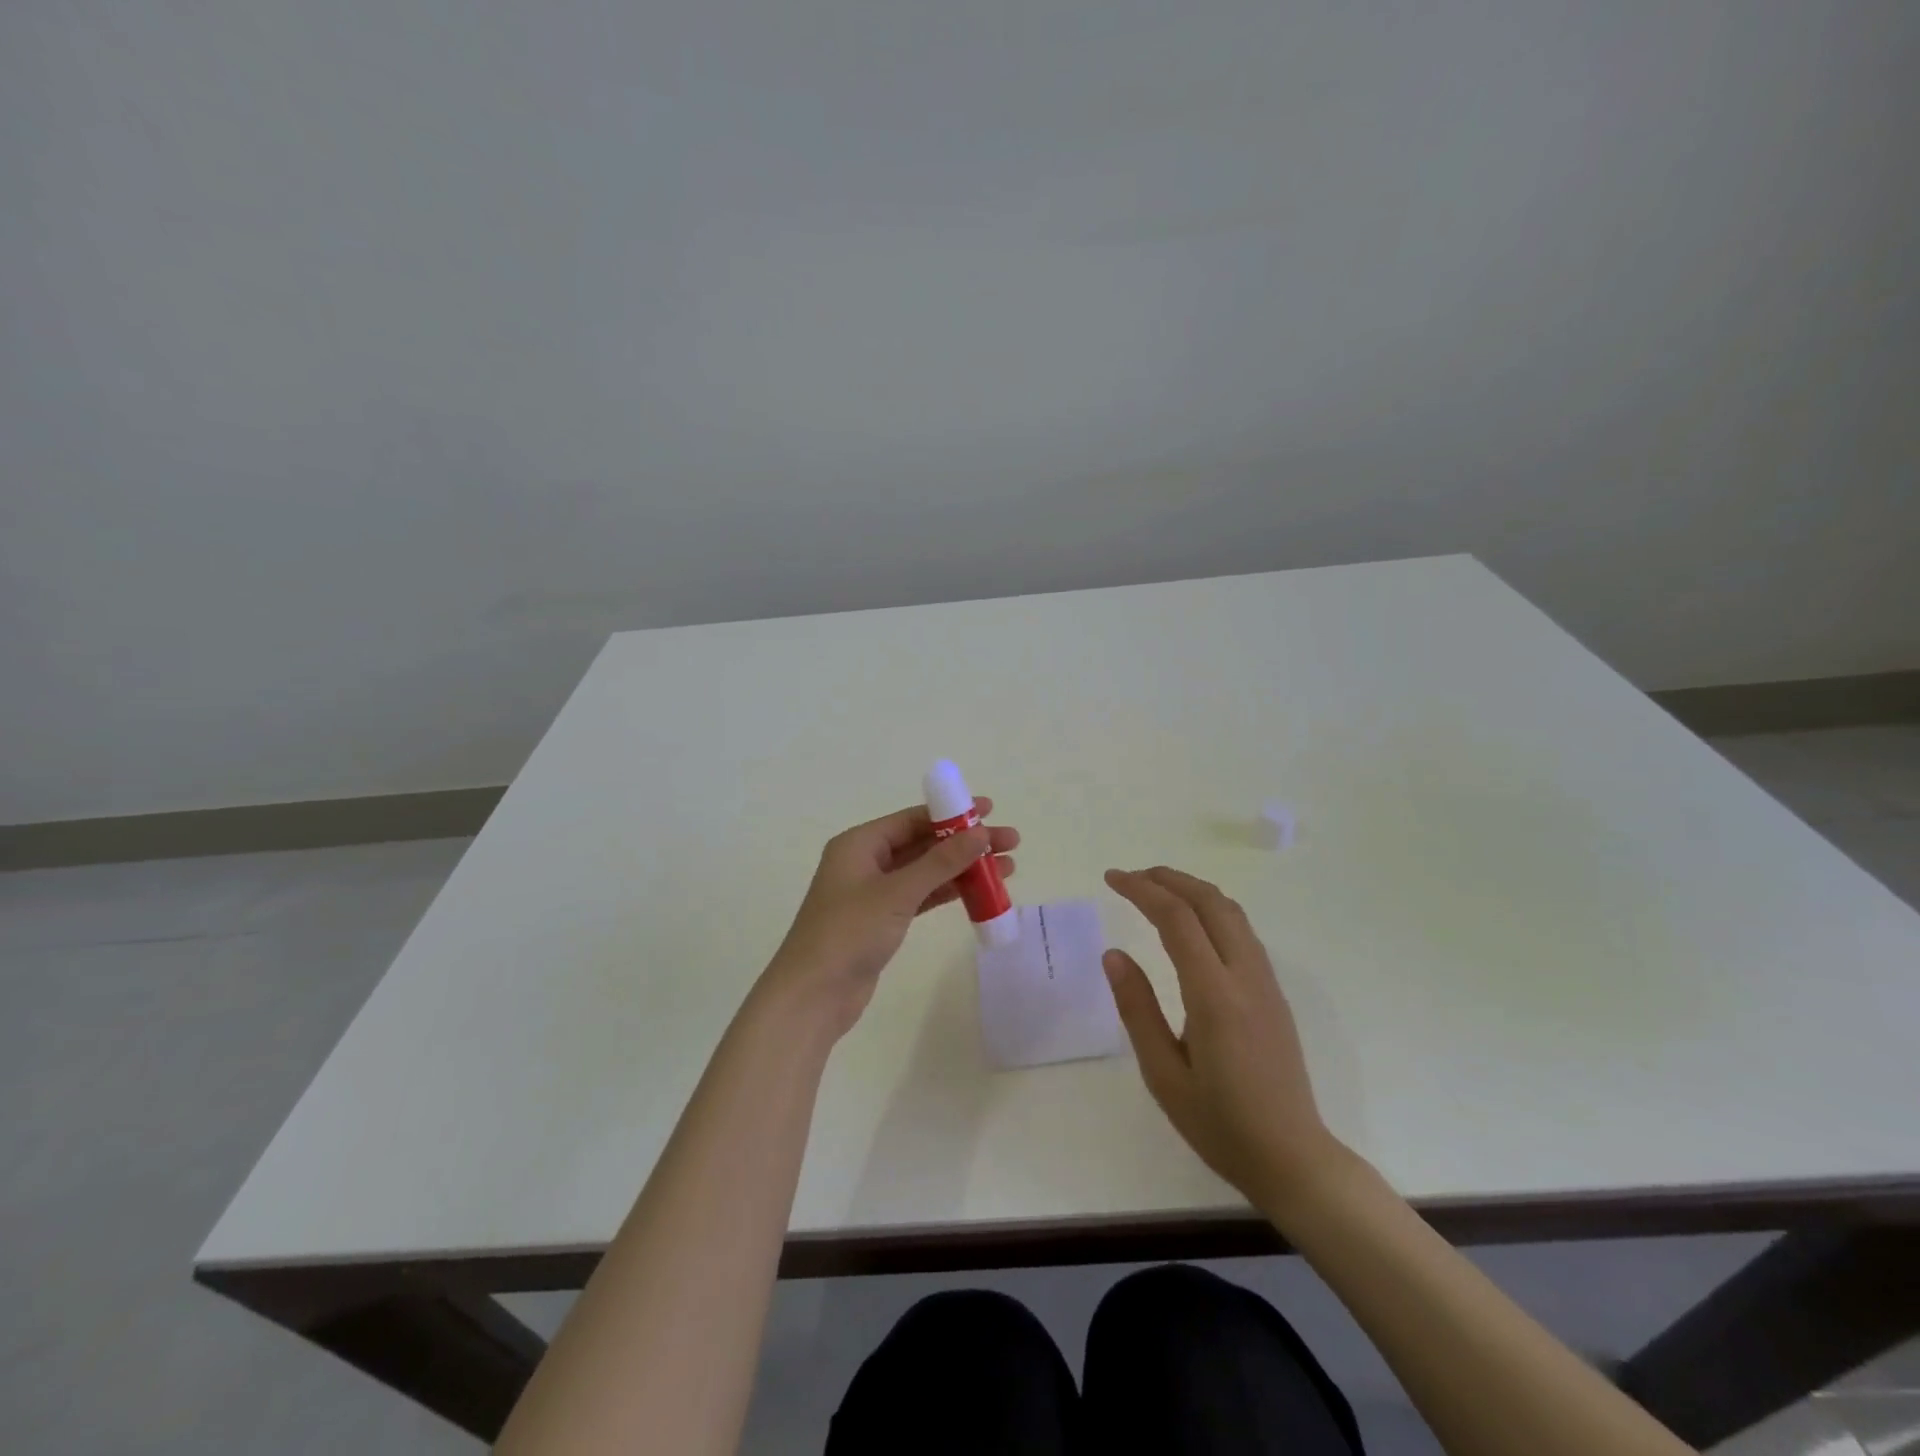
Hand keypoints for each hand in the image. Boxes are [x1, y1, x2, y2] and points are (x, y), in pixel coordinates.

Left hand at [762, 800, 1019, 1036]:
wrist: (813, 995)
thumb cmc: (849, 933)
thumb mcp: (897, 893)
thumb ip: (940, 862)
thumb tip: (980, 833)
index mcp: (859, 844)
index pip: (913, 819)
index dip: (953, 813)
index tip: (990, 811)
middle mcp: (866, 861)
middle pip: (923, 843)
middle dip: (965, 843)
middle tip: (1010, 843)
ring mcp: (874, 892)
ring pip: (926, 871)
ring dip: (962, 869)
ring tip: (1007, 870)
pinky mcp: (882, 920)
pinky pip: (922, 896)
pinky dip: (948, 893)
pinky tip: (979, 893)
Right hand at [1103, 866, 1339, 1213]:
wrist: (1294, 1159)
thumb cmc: (1220, 1124)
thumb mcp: (1163, 1075)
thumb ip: (1138, 1010)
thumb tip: (1114, 954)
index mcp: (1215, 997)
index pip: (1177, 920)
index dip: (1142, 890)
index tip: (1111, 878)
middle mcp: (1246, 977)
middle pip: (1210, 902)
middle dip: (1168, 878)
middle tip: (1130, 876)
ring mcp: (1266, 983)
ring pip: (1231, 912)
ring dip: (1192, 889)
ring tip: (1156, 889)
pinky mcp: (1274, 993)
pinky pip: (1242, 931)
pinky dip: (1211, 909)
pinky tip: (1192, 923)